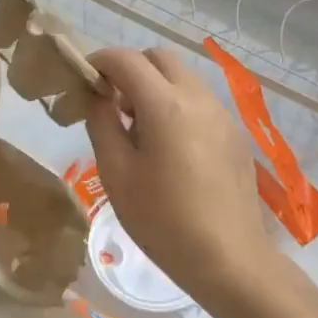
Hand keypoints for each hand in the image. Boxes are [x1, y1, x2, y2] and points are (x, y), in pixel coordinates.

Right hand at [86, 46, 275, 306]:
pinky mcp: (234, 133)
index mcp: (165, 105)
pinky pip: (199, 100)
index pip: (126, 59)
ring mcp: (222, 114)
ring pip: (182, 77)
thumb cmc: (162, 220)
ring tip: (137, 128)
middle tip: (110, 103)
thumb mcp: (116, 173)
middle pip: (159, 58)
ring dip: (154, 86)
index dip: (98, 62)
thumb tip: (98, 97)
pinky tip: (167, 145)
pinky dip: (175, 103)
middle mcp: (198, 98)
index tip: (82, 81)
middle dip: (130, 69)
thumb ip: (102, 124)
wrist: (228, 259)